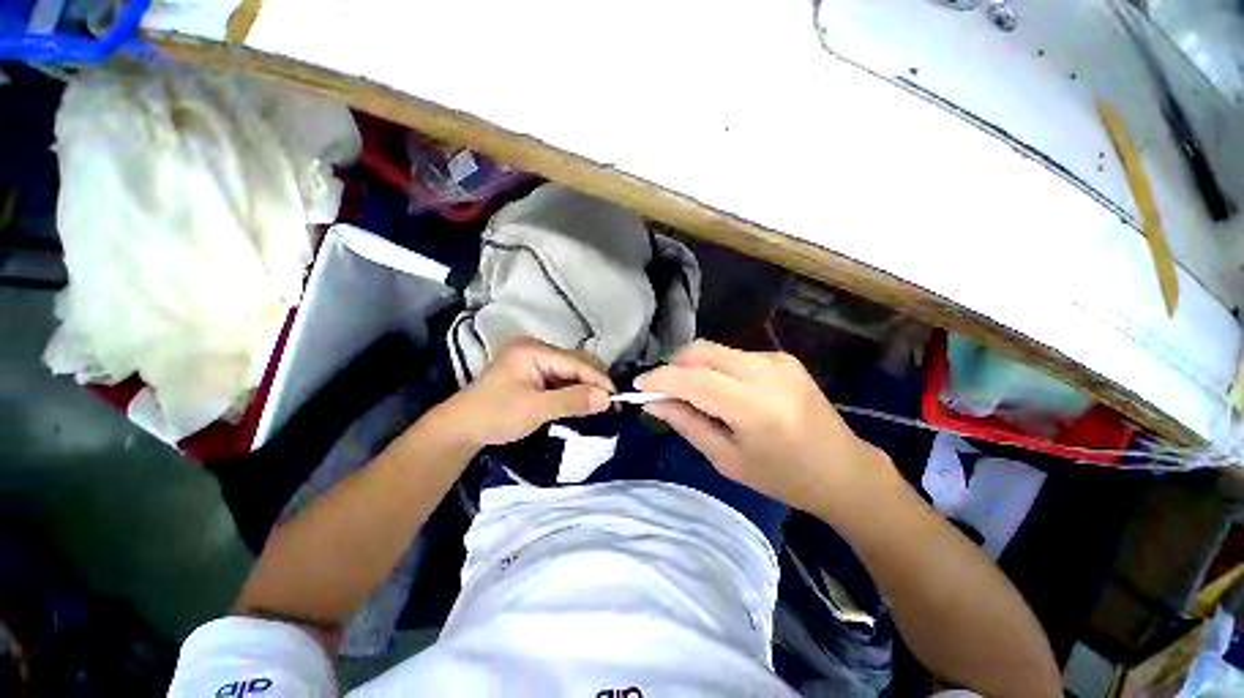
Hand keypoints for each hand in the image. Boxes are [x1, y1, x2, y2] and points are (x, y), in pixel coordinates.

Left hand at [438, 337, 615, 447]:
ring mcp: (533, 359)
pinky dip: (573, 389)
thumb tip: (607, 399)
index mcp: (533, 350)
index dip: (598, 379)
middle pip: (575, 362)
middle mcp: (536, 348)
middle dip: (594, 381)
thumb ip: (572, 401)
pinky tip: (583, 400)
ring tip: (601, 403)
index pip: (575, 362)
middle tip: (610, 403)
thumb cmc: (496, 415)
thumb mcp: (536, 409)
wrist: (461, 429)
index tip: (617, 398)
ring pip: (570, 370)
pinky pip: (561, 377)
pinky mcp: (532, 372)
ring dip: (585, 386)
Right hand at [635, 340, 890, 513]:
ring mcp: (777, 360)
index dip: (660, 378)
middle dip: (673, 365)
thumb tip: (653, 402)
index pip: (693, 379)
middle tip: (661, 387)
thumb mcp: (727, 460)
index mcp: (754, 407)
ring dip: (693, 365)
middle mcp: (766, 373)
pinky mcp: (782, 357)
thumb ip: (687, 424)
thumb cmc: (783, 477)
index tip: (638, 385)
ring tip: (687, 390)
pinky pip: (733, 355)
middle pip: (702, 352)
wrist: (842, 469)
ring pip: (715, 350)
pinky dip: (714, 367)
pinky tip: (718, 388)